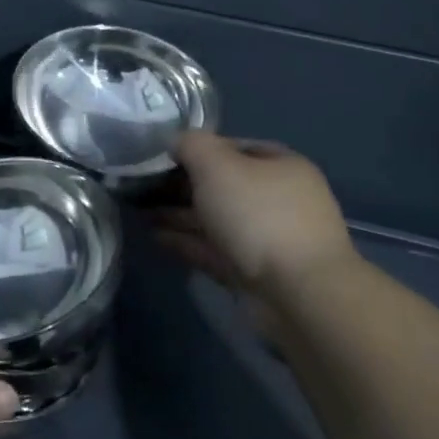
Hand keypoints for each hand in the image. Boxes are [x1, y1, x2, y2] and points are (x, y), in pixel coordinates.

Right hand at [154, 133, 358, 303]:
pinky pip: (215, 250)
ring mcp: (270, 240)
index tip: (163, 156)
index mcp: (282, 167)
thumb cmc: (259, 215)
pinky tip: (156, 237)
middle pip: (224, 186)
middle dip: (183, 186)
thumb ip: (191, 145)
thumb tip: (176, 142)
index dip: (198, 148)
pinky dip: (187, 242)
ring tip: (140, 212)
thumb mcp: (217, 164)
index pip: (234, 147)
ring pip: (217, 220)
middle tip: (143, 186)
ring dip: (180, 215)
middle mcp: (280, 200)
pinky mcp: (256, 273)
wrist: (299, 295)